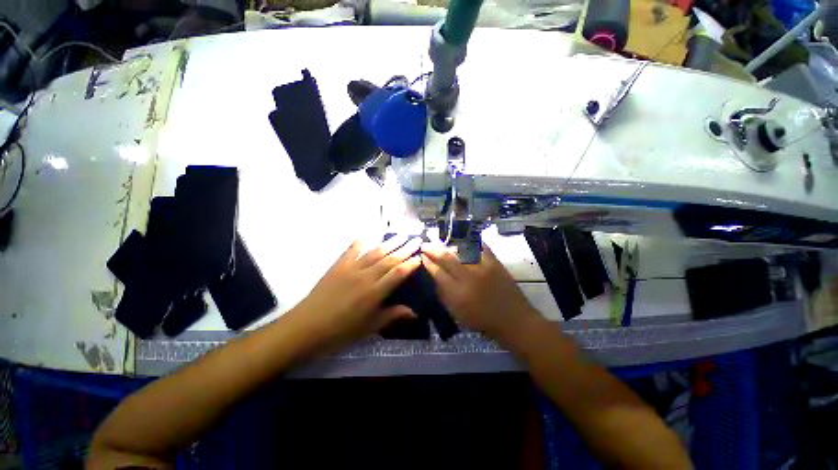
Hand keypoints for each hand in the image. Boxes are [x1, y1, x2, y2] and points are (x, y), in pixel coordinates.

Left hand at [294, 236, 421, 350]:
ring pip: (375, 252)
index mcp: (375, 292)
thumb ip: (392, 315)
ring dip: (389, 243)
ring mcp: (351, 268)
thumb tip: (414, 312)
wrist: (306, 327)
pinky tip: (368, 234)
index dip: (410, 264)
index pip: (398, 273)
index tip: (420, 256)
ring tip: (401, 234)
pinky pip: (352, 250)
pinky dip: (361, 241)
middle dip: (405, 249)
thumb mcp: (369, 327)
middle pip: (389, 259)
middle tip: (416, 239)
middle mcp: (366, 276)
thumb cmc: (341, 331)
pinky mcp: (338, 265)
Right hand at [421, 242, 541, 344]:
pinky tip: (461, 239)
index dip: (428, 262)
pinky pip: (479, 247)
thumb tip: (434, 276)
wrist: (514, 320)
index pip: (437, 272)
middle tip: (425, 244)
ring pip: (460, 250)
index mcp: (458, 294)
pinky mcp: (495, 262)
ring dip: (448, 245)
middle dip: (433, 249)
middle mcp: (469, 277)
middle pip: (447, 258)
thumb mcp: (457, 313)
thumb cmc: (482, 321)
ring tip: (440, 242)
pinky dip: (469, 242)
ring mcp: (483, 267)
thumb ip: (443, 294)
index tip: (422, 255)